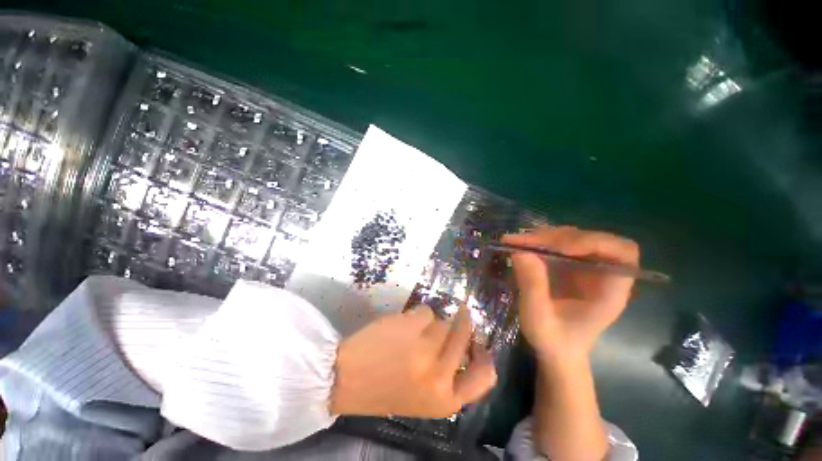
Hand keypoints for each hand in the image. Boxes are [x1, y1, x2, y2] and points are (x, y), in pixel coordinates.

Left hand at [329, 305, 496, 418]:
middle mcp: (440, 375)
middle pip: (464, 335)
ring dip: (433, 321)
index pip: (483, 378)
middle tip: (458, 313)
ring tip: (415, 330)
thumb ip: (447, 379)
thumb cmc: (384, 390)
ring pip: (444, 320)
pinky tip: (403, 324)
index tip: (481, 344)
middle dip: (461, 322)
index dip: (485, 358)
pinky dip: (417, 314)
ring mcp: (426, 347)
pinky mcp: (412, 326)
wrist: (346, 379)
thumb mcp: (422, 397)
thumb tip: (467, 348)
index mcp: (445, 400)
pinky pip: (426, 311)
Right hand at [503, 226, 638, 360]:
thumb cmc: (553, 339)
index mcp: (610, 291)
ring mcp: (586, 268)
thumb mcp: (538, 317)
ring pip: (573, 237)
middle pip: (592, 239)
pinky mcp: (570, 266)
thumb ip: (532, 285)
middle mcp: (603, 274)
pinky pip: (559, 244)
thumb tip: (519, 250)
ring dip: (546, 237)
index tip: (561, 247)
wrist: (557, 349)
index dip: (594, 242)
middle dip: (557, 237)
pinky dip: (541, 241)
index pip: (622, 253)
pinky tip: (523, 245)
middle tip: (524, 242)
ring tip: (519, 242)